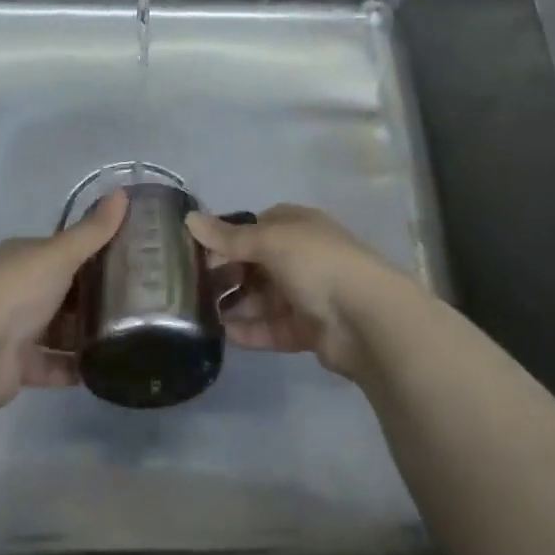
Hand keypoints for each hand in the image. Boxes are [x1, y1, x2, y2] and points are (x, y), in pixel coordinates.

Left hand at [0, 190, 125, 410]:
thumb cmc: (17, 290)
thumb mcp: (60, 253)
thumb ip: (93, 230)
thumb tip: (123, 192)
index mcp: (23, 256)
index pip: (62, 251)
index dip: (94, 253)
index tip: (130, 260)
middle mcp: (16, 288)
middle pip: (63, 291)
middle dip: (94, 296)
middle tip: (136, 302)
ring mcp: (14, 329)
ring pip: (59, 329)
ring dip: (86, 333)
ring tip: (129, 336)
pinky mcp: (17, 367)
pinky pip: (53, 365)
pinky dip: (75, 368)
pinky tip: (106, 368)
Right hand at [187, 204, 423, 381]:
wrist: (366, 318)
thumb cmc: (316, 263)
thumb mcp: (269, 240)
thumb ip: (228, 237)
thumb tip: (189, 218)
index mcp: (296, 226)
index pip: (253, 228)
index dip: (225, 239)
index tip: (195, 254)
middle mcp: (301, 256)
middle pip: (255, 264)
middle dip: (226, 275)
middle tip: (192, 289)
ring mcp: (306, 294)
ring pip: (262, 298)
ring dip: (235, 305)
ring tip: (200, 316)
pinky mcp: (309, 329)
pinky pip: (272, 328)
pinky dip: (250, 331)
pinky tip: (224, 336)